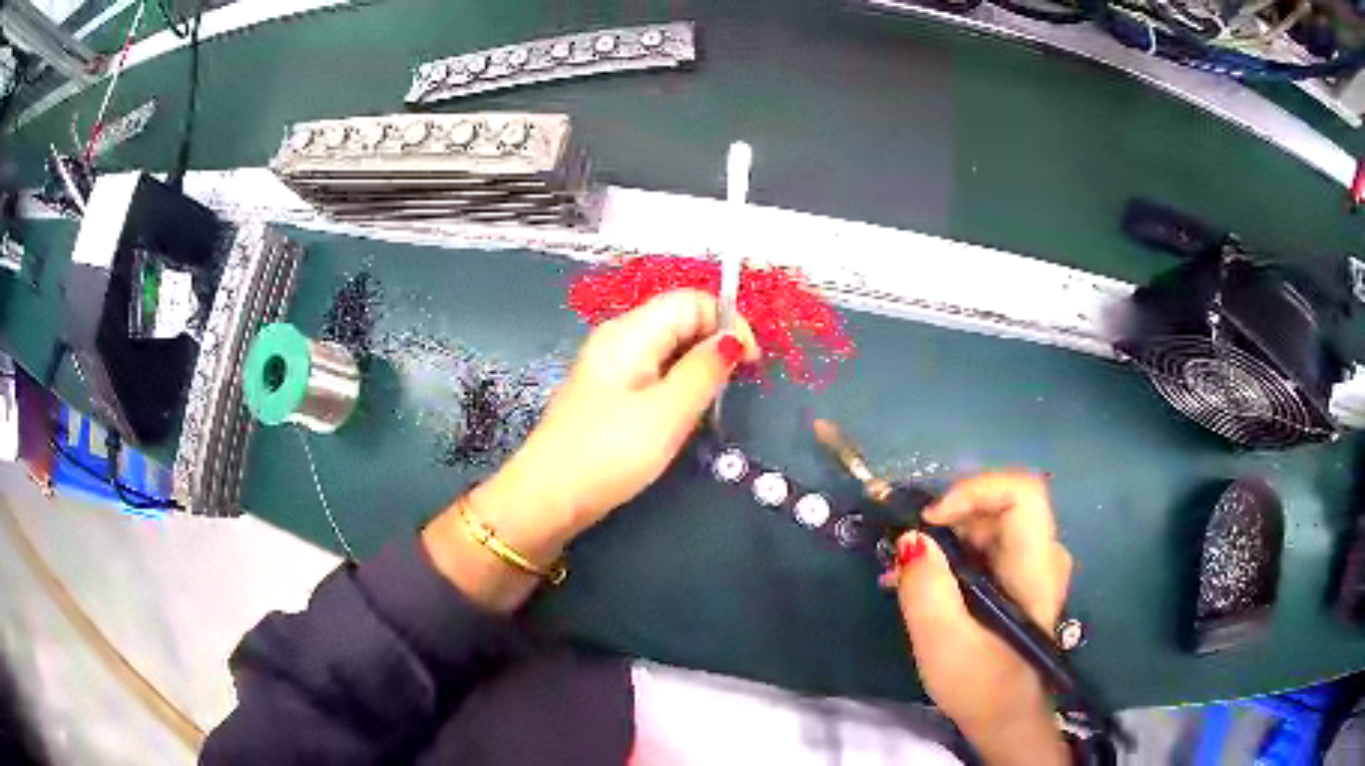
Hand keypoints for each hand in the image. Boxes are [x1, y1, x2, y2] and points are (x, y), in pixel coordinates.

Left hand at [423, 289, 756, 609]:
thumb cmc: (608, 454)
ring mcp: (610, 367)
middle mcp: (618, 338)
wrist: (547, 498)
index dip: (728, 322)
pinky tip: (682, 415)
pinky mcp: (607, 394)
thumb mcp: (667, 414)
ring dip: (697, 368)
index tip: (750, 365)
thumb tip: (733, 339)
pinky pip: (653, 374)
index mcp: (630, 332)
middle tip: (732, 390)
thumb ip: (704, 371)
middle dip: (714, 345)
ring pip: (668, 349)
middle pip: (679, 320)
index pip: (691, 300)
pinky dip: (677, 386)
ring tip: (711, 406)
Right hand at [886, 473, 1072, 765]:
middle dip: (948, 516)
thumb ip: (925, 590)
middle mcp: (1042, 553)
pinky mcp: (1019, 576)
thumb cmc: (981, 686)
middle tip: (904, 548)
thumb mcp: (943, 644)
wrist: (1006, 717)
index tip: (930, 520)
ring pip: (989, 521)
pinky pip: (986, 543)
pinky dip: (950, 552)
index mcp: (1036, 567)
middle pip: (1000, 502)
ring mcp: (1033, 564)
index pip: (1022, 491)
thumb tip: (910, 538)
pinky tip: (920, 582)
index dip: (975, 490)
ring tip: (901, 571)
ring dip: (943, 536)